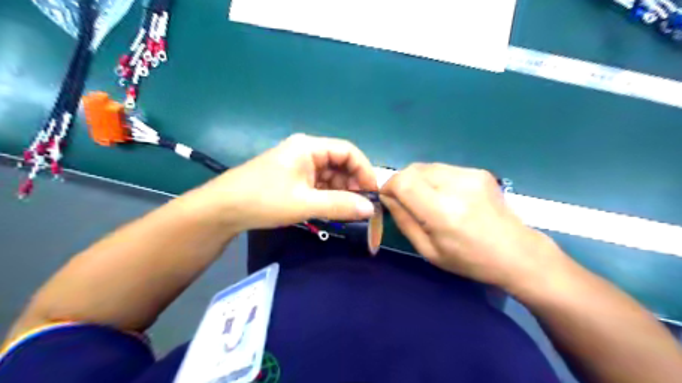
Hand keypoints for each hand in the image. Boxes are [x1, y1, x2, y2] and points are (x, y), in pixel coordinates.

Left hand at [185, 133, 377, 231]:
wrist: (222, 209)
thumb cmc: (264, 200)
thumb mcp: (305, 203)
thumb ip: (341, 205)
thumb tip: (371, 209)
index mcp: (309, 147)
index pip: (348, 151)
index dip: (364, 171)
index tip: (373, 194)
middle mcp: (306, 151)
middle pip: (340, 163)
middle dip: (353, 184)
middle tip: (361, 207)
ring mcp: (298, 165)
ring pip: (330, 175)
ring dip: (341, 192)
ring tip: (348, 212)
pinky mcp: (293, 178)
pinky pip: (319, 184)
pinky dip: (328, 196)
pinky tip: (333, 210)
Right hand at [382, 163, 568, 291]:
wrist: (516, 252)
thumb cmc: (469, 259)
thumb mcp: (429, 250)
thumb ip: (404, 221)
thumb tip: (387, 199)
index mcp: (443, 212)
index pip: (403, 182)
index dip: (388, 187)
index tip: (387, 198)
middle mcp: (456, 186)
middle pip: (413, 170)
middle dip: (401, 182)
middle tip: (405, 202)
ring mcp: (470, 175)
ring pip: (427, 167)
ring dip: (418, 180)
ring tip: (427, 200)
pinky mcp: (479, 172)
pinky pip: (443, 169)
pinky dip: (435, 179)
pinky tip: (446, 196)